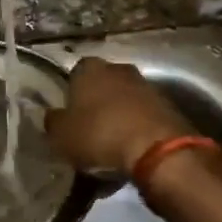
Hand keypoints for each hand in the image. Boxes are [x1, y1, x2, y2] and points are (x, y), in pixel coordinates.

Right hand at [44, 58, 194, 176]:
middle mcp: (119, 69)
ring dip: (118, 118)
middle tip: (87, 130)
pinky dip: (136, 130)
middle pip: (102, 85)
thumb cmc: (100, 135)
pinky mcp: (168, 106)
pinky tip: (130, 153)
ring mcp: (147, 86)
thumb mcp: (61, 135)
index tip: (68, 115)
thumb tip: (52, 115)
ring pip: (124, 101)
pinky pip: (143, 117)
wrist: (158, 151)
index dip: (70, 94)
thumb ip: (53, 121)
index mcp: (89, 68)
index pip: (74, 73)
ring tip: (109, 147)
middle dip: (96, 104)